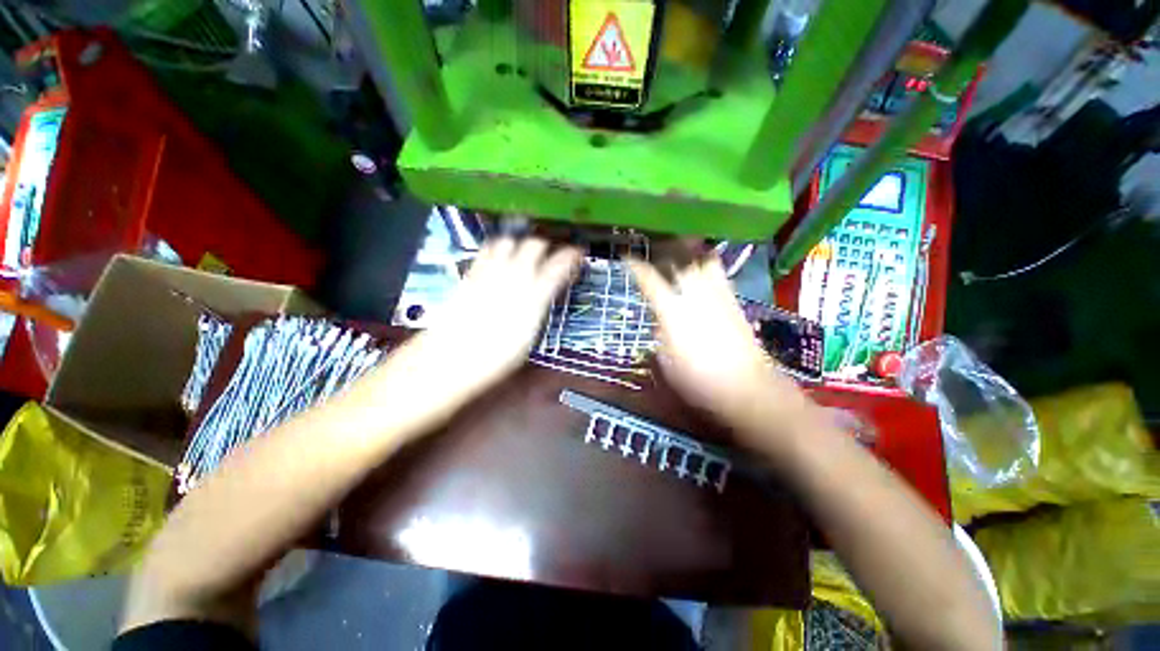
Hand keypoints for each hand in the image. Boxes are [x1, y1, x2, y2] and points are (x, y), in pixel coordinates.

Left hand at [375, 238, 581, 432]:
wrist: (450, 359)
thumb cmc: (496, 358)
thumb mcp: (528, 337)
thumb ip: (539, 307)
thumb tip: (546, 292)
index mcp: (533, 297)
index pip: (557, 266)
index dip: (571, 256)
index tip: (577, 253)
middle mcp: (513, 278)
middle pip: (533, 245)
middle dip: (546, 245)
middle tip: (552, 252)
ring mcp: (490, 273)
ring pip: (509, 241)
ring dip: (521, 242)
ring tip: (525, 251)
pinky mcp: (471, 275)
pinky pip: (486, 251)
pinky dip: (498, 246)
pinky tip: (501, 255)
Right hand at [628, 256, 811, 441]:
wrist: (746, 387)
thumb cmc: (697, 380)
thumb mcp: (665, 360)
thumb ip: (660, 333)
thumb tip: (661, 320)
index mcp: (672, 311)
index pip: (650, 280)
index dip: (636, 266)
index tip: (627, 257)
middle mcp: (695, 295)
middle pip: (679, 260)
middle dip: (664, 249)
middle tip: (654, 248)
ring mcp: (717, 295)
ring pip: (702, 260)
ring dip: (688, 252)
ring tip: (679, 250)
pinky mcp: (734, 301)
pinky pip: (718, 273)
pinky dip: (707, 264)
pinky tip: (702, 269)